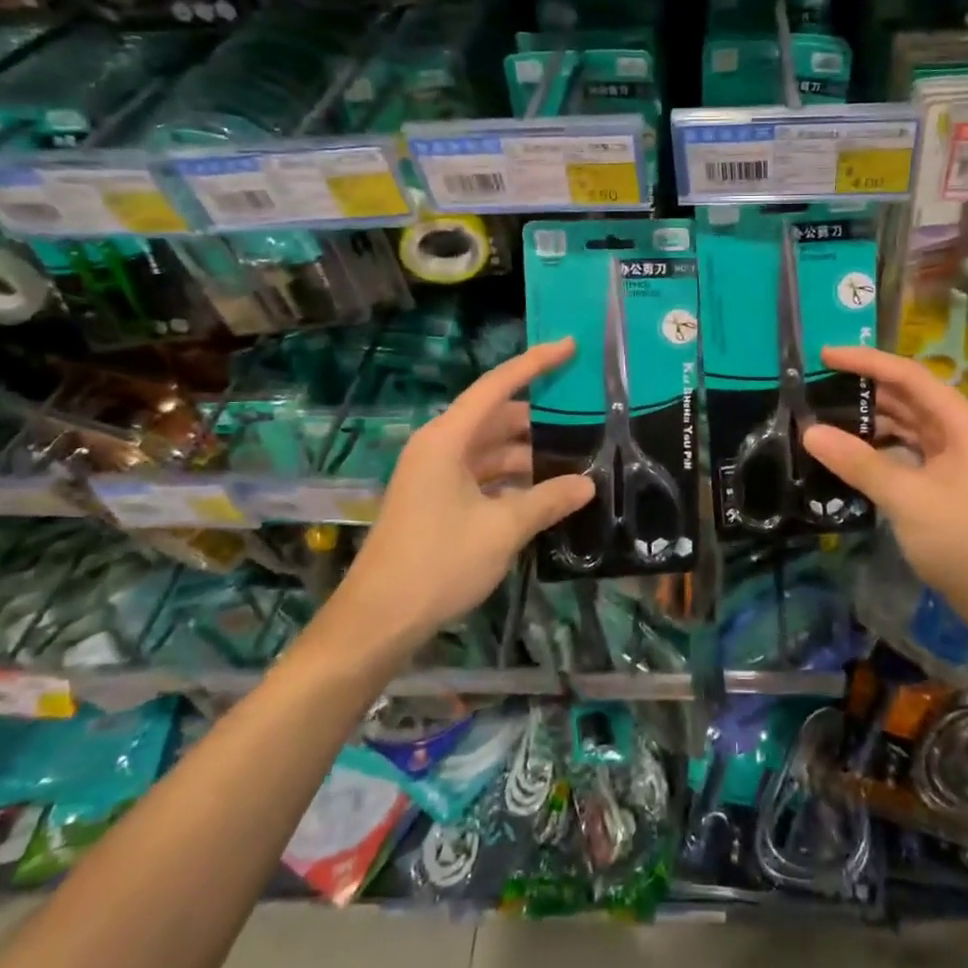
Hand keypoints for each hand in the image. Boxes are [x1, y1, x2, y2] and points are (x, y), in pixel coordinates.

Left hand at [327, 340, 593, 650]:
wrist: (379, 620)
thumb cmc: (438, 563)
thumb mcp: (502, 529)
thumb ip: (547, 500)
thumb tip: (588, 484)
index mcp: (447, 440)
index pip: (497, 386)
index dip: (535, 364)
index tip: (570, 347)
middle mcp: (440, 447)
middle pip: (497, 418)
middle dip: (541, 420)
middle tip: (587, 419)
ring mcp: (436, 475)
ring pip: (491, 450)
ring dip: (529, 455)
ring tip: (576, 460)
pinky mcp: (437, 501)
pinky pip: (483, 476)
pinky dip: (513, 480)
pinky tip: (545, 494)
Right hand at [801, 345, 967, 628]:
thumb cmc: (964, 542)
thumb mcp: (906, 498)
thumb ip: (857, 461)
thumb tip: (809, 431)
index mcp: (965, 422)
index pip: (909, 376)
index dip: (866, 361)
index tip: (824, 355)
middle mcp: (966, 430)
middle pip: (910, 397)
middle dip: (865, 390)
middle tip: (818, 387)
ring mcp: (961, 456)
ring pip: (910, 424)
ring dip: (872, 419)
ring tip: (827, 417)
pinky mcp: (953, 479)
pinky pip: (912, 449)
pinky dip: (884, 445)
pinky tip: (854, 452)